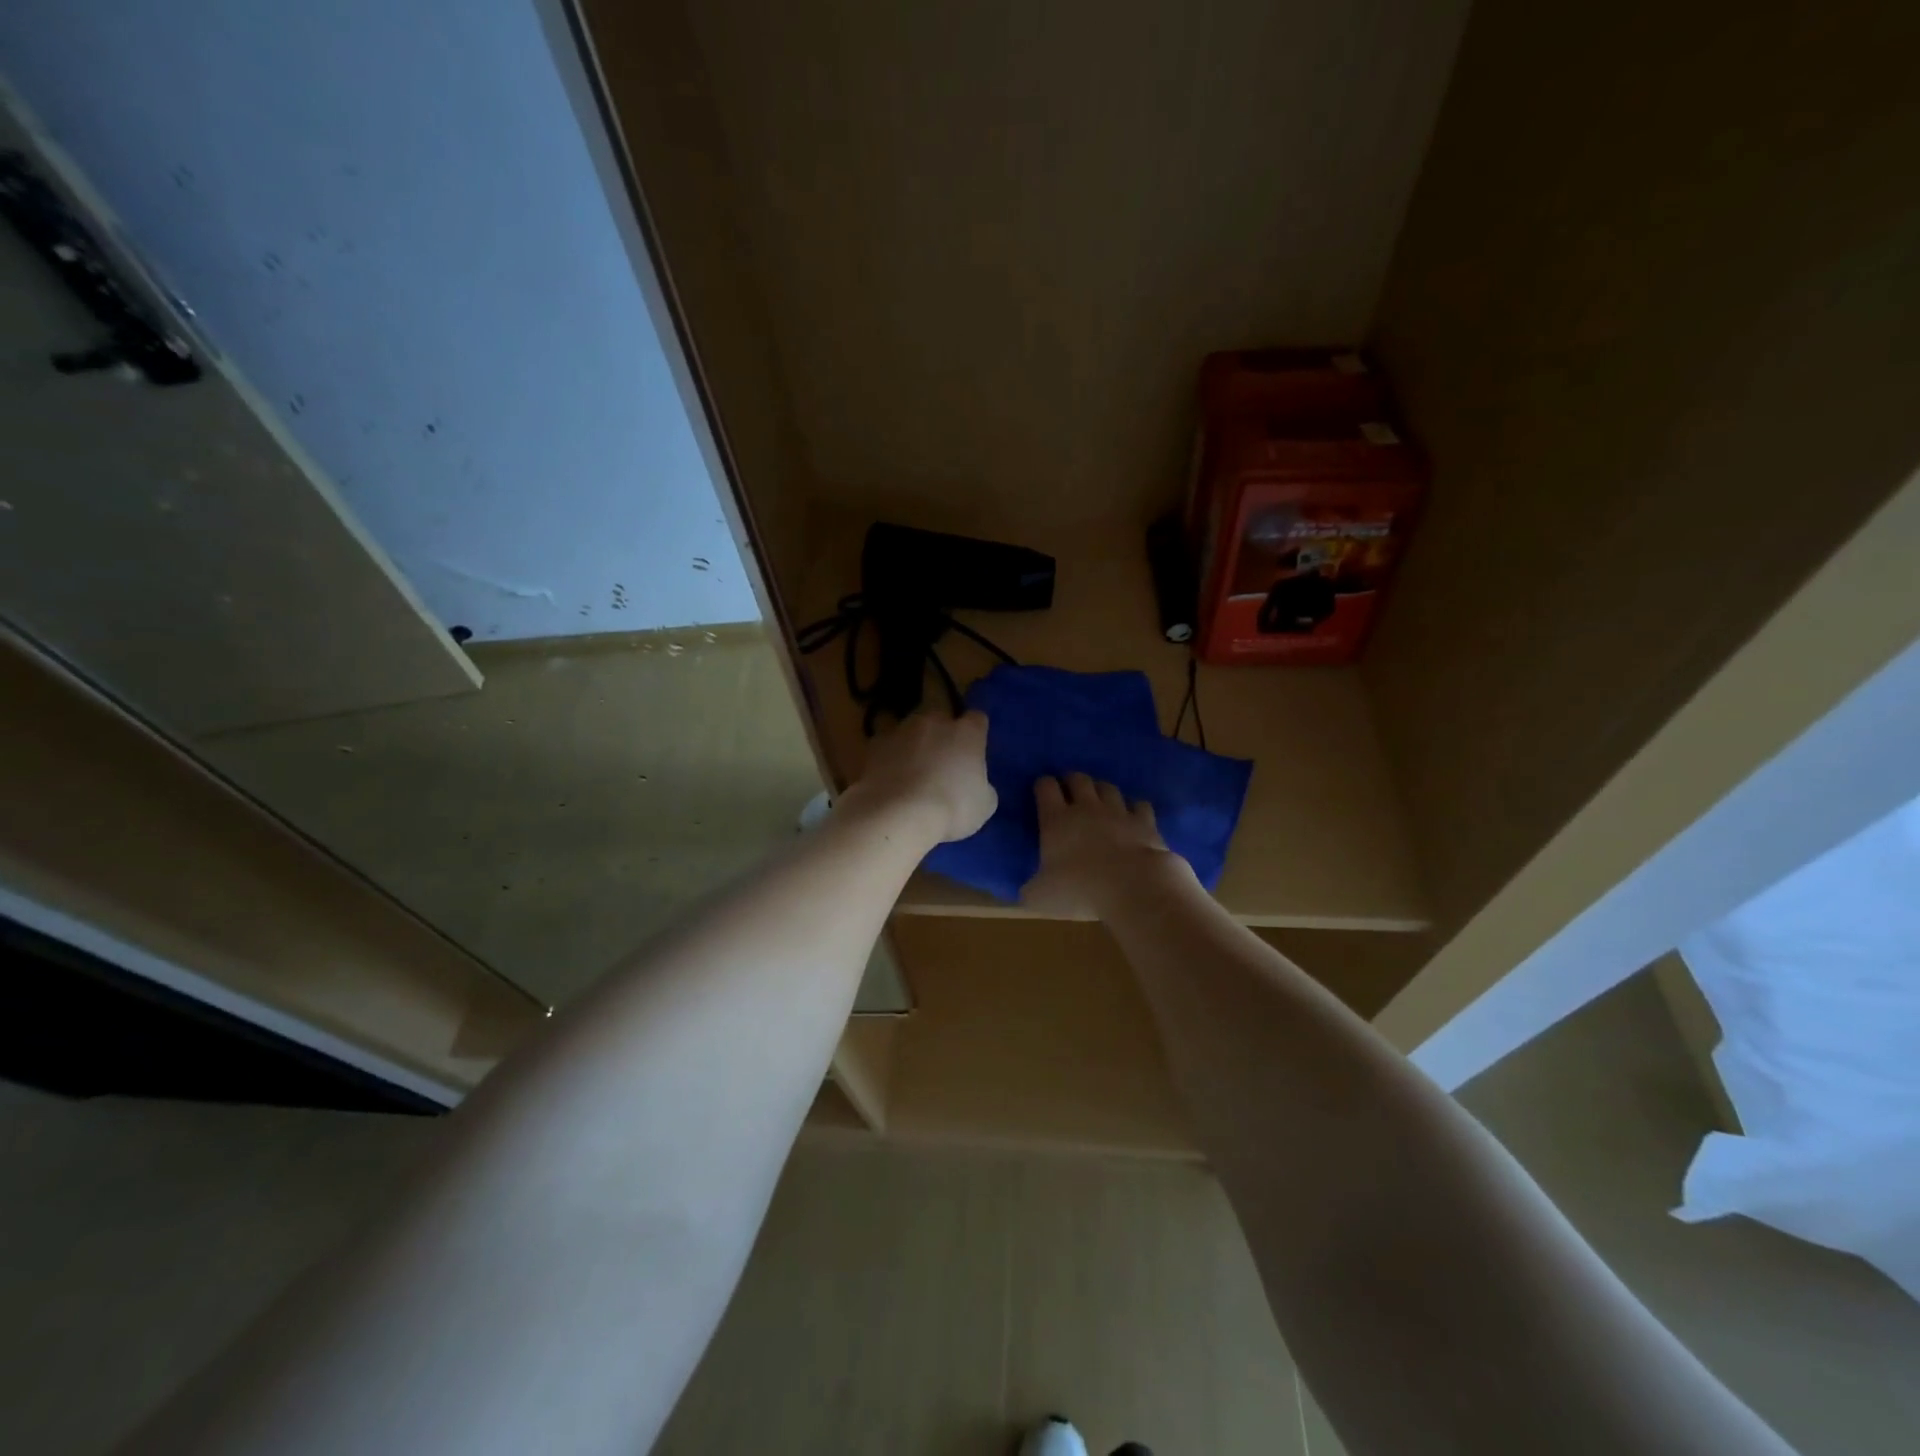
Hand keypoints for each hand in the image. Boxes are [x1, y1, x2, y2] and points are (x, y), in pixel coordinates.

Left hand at [840, 710, 996, 845]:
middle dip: (942, 735)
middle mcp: (935, 721)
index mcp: (967, 732)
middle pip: (941, 719)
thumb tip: (975, 784)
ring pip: (911, 729)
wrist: (898, 814)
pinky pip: (886, 746)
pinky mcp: (876, 743)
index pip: (977, 720)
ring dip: (914, 744)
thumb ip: (982, 784)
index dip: (975, 734)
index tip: (973, 751)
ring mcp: (902, 729)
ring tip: (911, 772)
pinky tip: (889, 779)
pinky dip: (889, 757)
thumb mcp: (984, 804)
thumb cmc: (952, 808)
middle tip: (941, 762)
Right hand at [1023, 773, 1187, 916]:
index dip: (1042, 785)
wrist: (1132, 888)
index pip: (1045, 787)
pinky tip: (1133, 816)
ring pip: (1108, 787)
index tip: (1041, 791)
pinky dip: (1135, 808)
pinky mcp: (1145, 822)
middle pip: (1078, 779)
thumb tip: (1023, 891)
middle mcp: (1086, 808)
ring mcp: (1118, 812)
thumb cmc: (1079, 890)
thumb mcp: (1041, 896)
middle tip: (1070, 791)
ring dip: (1101, 790)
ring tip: (1100, 800)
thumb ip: (1031, 888)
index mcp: (1056, 820)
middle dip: (1072, 781)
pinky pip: (1139, 805)